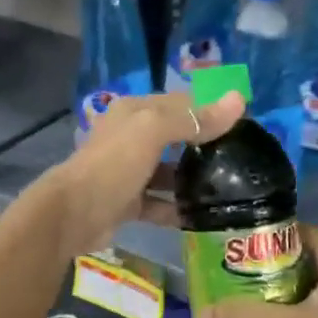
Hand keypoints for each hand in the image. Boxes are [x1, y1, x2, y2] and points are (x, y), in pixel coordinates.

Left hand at [43, 89, 244, 256]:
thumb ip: (194, 118)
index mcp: (134, 112)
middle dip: (204, 146)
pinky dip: (177, 210)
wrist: (74, 213)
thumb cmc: (114, 163)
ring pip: (167, 172)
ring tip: (228, 189)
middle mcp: (130, 137)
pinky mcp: (127, 203)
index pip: (180, 103)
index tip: (243, 124)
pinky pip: (158, 203)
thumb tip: (239, 100)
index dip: (210, 109)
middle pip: (174, 137)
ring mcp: (128, 172)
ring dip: (192, 180)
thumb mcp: (153, 131)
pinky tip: (202, 217)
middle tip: (240, 159)